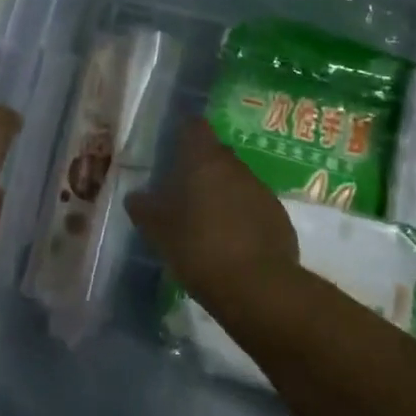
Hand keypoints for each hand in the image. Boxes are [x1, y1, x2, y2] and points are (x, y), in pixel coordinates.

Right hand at [128, 118, 296, 313]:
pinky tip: (232, 242)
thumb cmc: (199, 248)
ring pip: (237, 181)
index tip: (172, 146)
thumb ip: (144, 208)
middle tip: (183, 190)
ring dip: (223, 193)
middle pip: (217, 154)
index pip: (195, 126)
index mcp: (204, 160)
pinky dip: (242, 216)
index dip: (184, 132)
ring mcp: (262, 191)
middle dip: (201, 167)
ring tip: (207, 221)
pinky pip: (255, 207)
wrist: (258, 288)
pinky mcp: (279, 217)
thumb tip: (135, 196)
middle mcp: (236, 167)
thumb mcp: (158, 231)